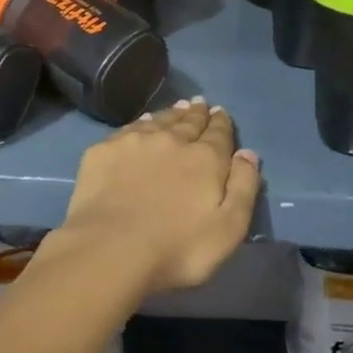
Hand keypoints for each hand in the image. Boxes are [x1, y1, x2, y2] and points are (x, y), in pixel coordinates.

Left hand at [51, 98, 262, 298]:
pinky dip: (141, 122)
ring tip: (178, 107)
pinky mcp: (105, 150)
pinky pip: (130, 128)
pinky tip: (143, 122)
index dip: (221, 123)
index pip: (218, 134)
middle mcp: (171, 140)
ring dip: (171, 113)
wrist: (111, 248)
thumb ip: (243, 188)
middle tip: (200, 103)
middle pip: (188, 122)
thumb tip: (248, 153)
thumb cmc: (177, 248)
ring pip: (159, 120)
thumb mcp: (228, 229)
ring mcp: (135, 141)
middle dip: (197, 113)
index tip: (221, 112)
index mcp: (204, 159)